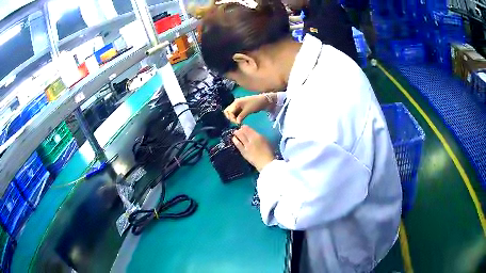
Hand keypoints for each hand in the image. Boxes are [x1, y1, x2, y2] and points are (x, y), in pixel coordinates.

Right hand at [224, 94, 274, 123]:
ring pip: (231, 113)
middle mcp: (235, 103)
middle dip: (230, 117)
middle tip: (236, 122)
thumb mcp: (248, 110)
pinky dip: (236, 117)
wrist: (263, 101)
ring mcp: (238, 106)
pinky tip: (240, 120)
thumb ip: (241, 116)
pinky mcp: (241, 108)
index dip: (231, 118)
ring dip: (233, 118)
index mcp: (236, 103)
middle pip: (227, 111)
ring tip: (238, 122)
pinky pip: (236, 113)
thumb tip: (237, 122)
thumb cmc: (255, 104)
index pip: (228, 111)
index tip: (237, 123)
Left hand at [232, 125, 274, 171]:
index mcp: (258, 136)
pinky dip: (235, 140)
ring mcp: (246, 146)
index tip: (243, 126)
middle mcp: (251, 140)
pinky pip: (238, 145)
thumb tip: (255, 135)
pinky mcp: (244, 152)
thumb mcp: (266, 141)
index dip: (245, 127)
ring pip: (240, 137)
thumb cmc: (269, 153)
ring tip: (235, 132)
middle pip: (243, 132)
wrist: (266, 163)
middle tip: (238, 129)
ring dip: (237, 134)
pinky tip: (234, 139)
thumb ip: (260, 137)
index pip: (249, 129)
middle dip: (240, 130)